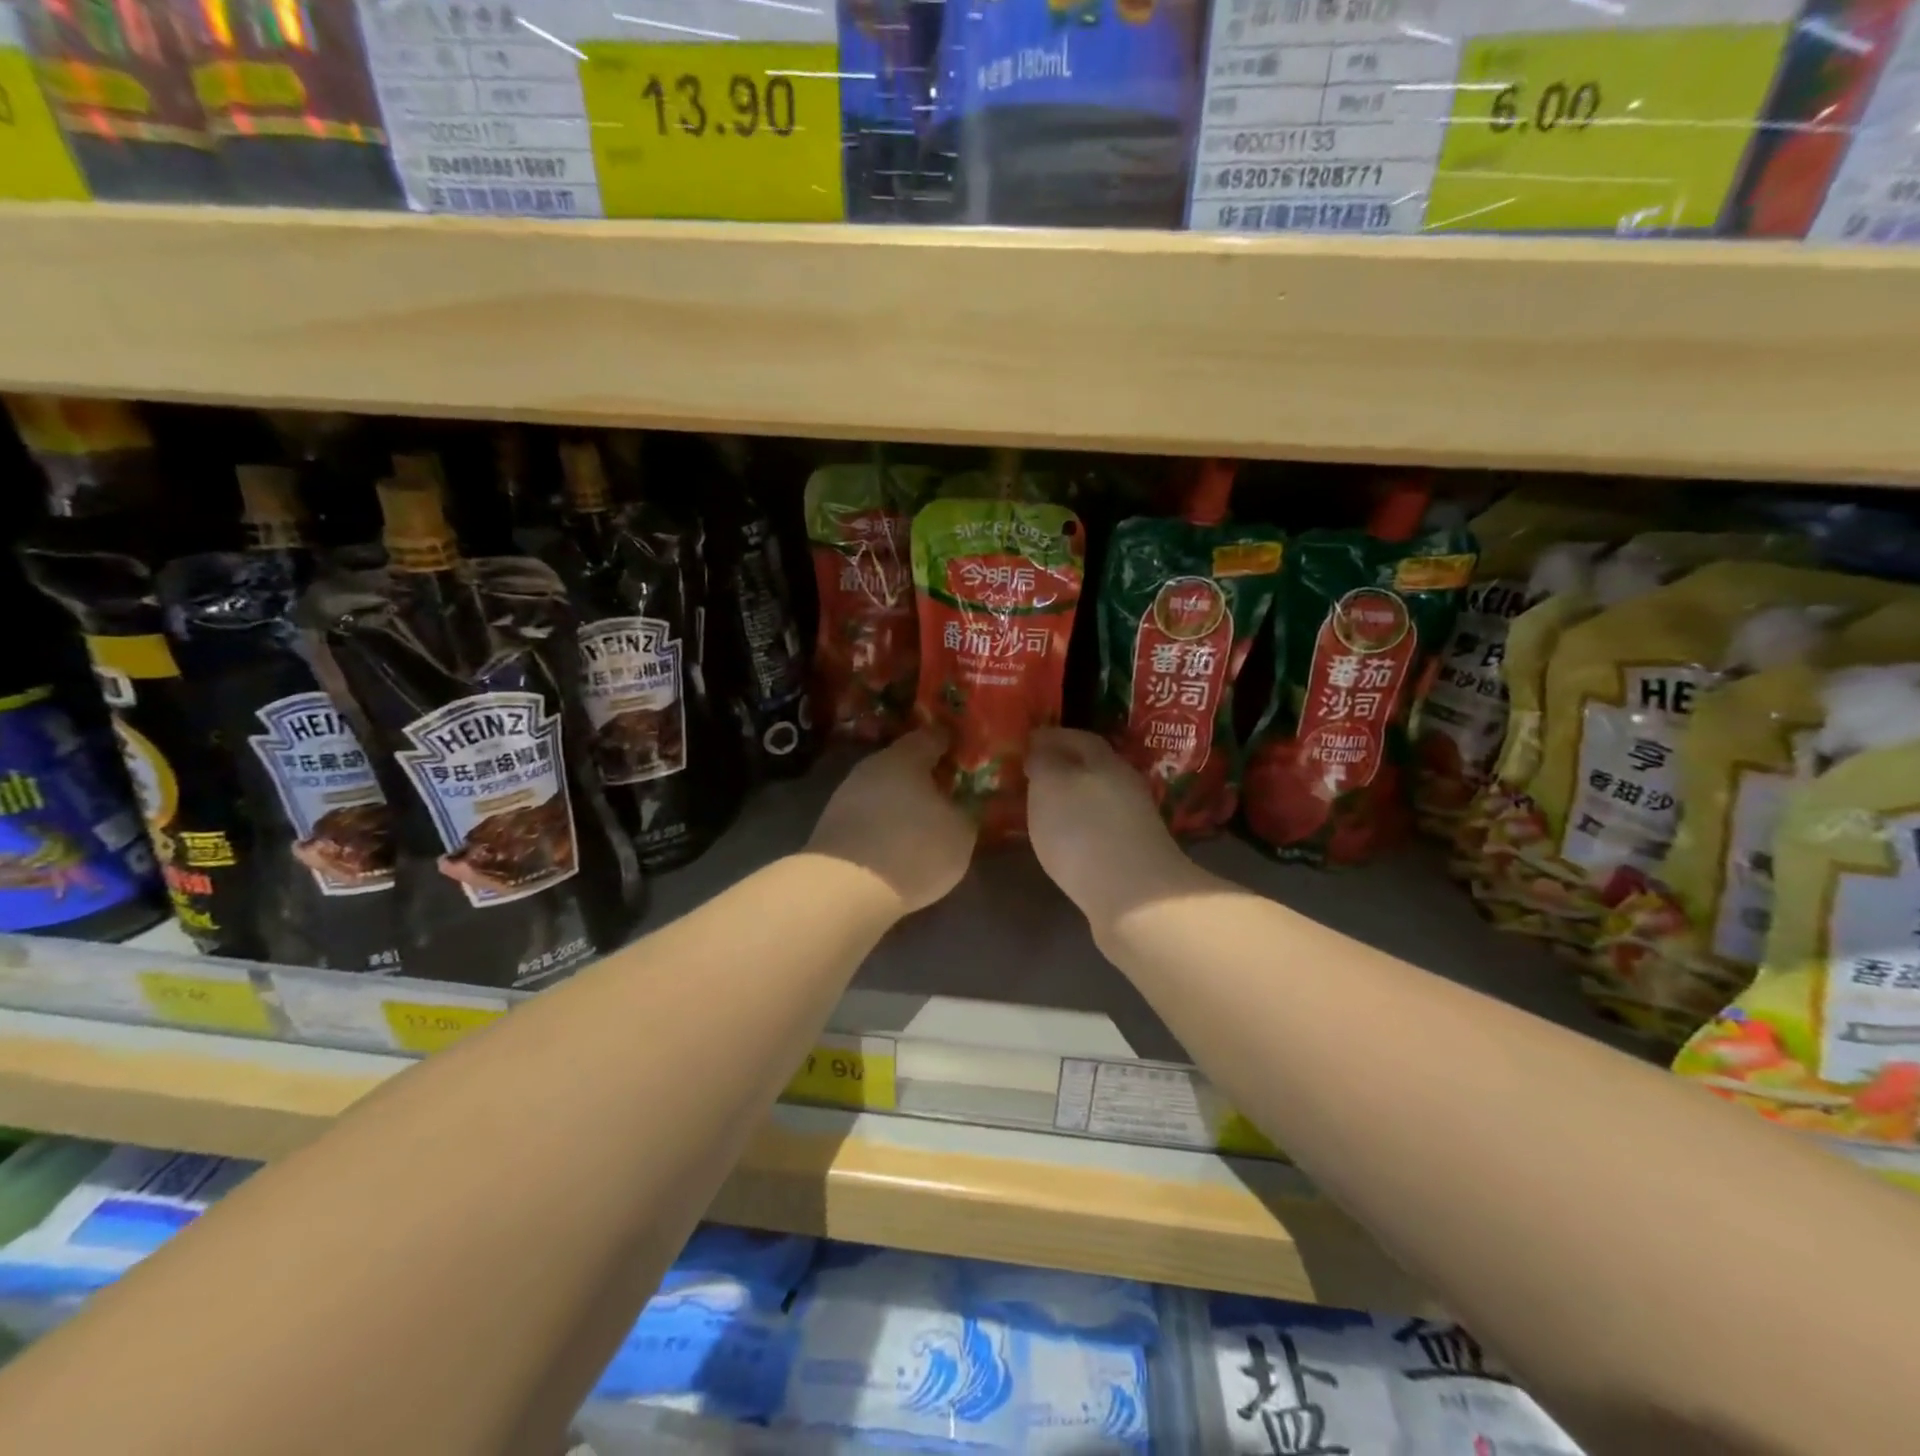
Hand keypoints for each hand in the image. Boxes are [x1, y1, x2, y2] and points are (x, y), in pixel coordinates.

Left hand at [808, 729, 975, 913]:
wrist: (845, 889)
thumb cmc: (914, 848)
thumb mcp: (959, 833)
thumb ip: (962, 812)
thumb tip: (956, 807)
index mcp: (905, 757)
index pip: (931, 738)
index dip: (948, 745)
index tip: (961, 754)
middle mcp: (871, 767)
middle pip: (902, 765)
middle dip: (922, 777)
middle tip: (943, 792)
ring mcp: (845, 796)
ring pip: (881, 791)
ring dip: (899, 803)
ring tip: (920, 824)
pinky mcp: (830, 827)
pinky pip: (866, 818)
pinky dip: (881, 825)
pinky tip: (894, 844)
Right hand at [1026, 728, 1212, 933]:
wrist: (1136, 899)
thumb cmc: (1084, 831)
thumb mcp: (1051, 785)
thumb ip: (1044, 762)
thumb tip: (1042, 749)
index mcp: (1106, 761)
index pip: (1078, 737)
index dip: (1052, 736)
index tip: (1027, 741)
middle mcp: (1125, 786)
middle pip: (1092, 768)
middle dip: (1063, 767)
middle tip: (1031, 775)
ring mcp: (1134, 823)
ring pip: (1097, 799)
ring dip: (1071, 799)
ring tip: (1042, 810)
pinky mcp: (1133, 856)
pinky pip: (1100, 830)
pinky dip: (1080, 829)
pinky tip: (1064, 842)